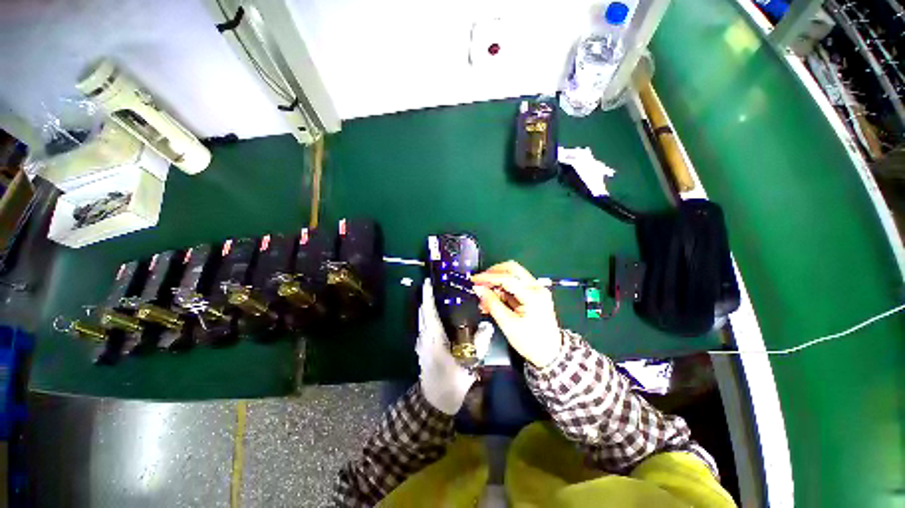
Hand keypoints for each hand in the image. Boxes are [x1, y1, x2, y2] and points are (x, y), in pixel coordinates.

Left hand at [416, 280, 493, 414]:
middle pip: (423, 313)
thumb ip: (479, 344)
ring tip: (438, 298)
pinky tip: (437, 317)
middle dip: (427, 298)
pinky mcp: (422, 349)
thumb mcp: (469, 364)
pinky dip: (427, 317)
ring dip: (427, 307)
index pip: (429, 312)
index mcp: (434, 339)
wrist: (435, 403)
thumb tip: (488, 326)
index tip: (428, 282)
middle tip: (438, 287)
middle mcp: (424, 338)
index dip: (428, 296)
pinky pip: (423, 327)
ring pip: (422, 320)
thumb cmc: (451, 383)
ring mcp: (421, 344)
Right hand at [472, 261, 562, 368]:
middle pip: (512, 269)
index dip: (488, 277)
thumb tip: (478, 289)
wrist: (550, 353)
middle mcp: (537, 287)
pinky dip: (502, 289)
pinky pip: (514, 284)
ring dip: (496, 282)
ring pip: (512, 275)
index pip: (508, 278)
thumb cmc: (530, 342)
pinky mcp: (533, 293)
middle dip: (493, 273)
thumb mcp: (508, 324)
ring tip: (484, 297)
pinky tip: (493, 299)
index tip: (474, 280)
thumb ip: (492, 304)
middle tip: (480, 282)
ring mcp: (536, 289)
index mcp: (533, 296)